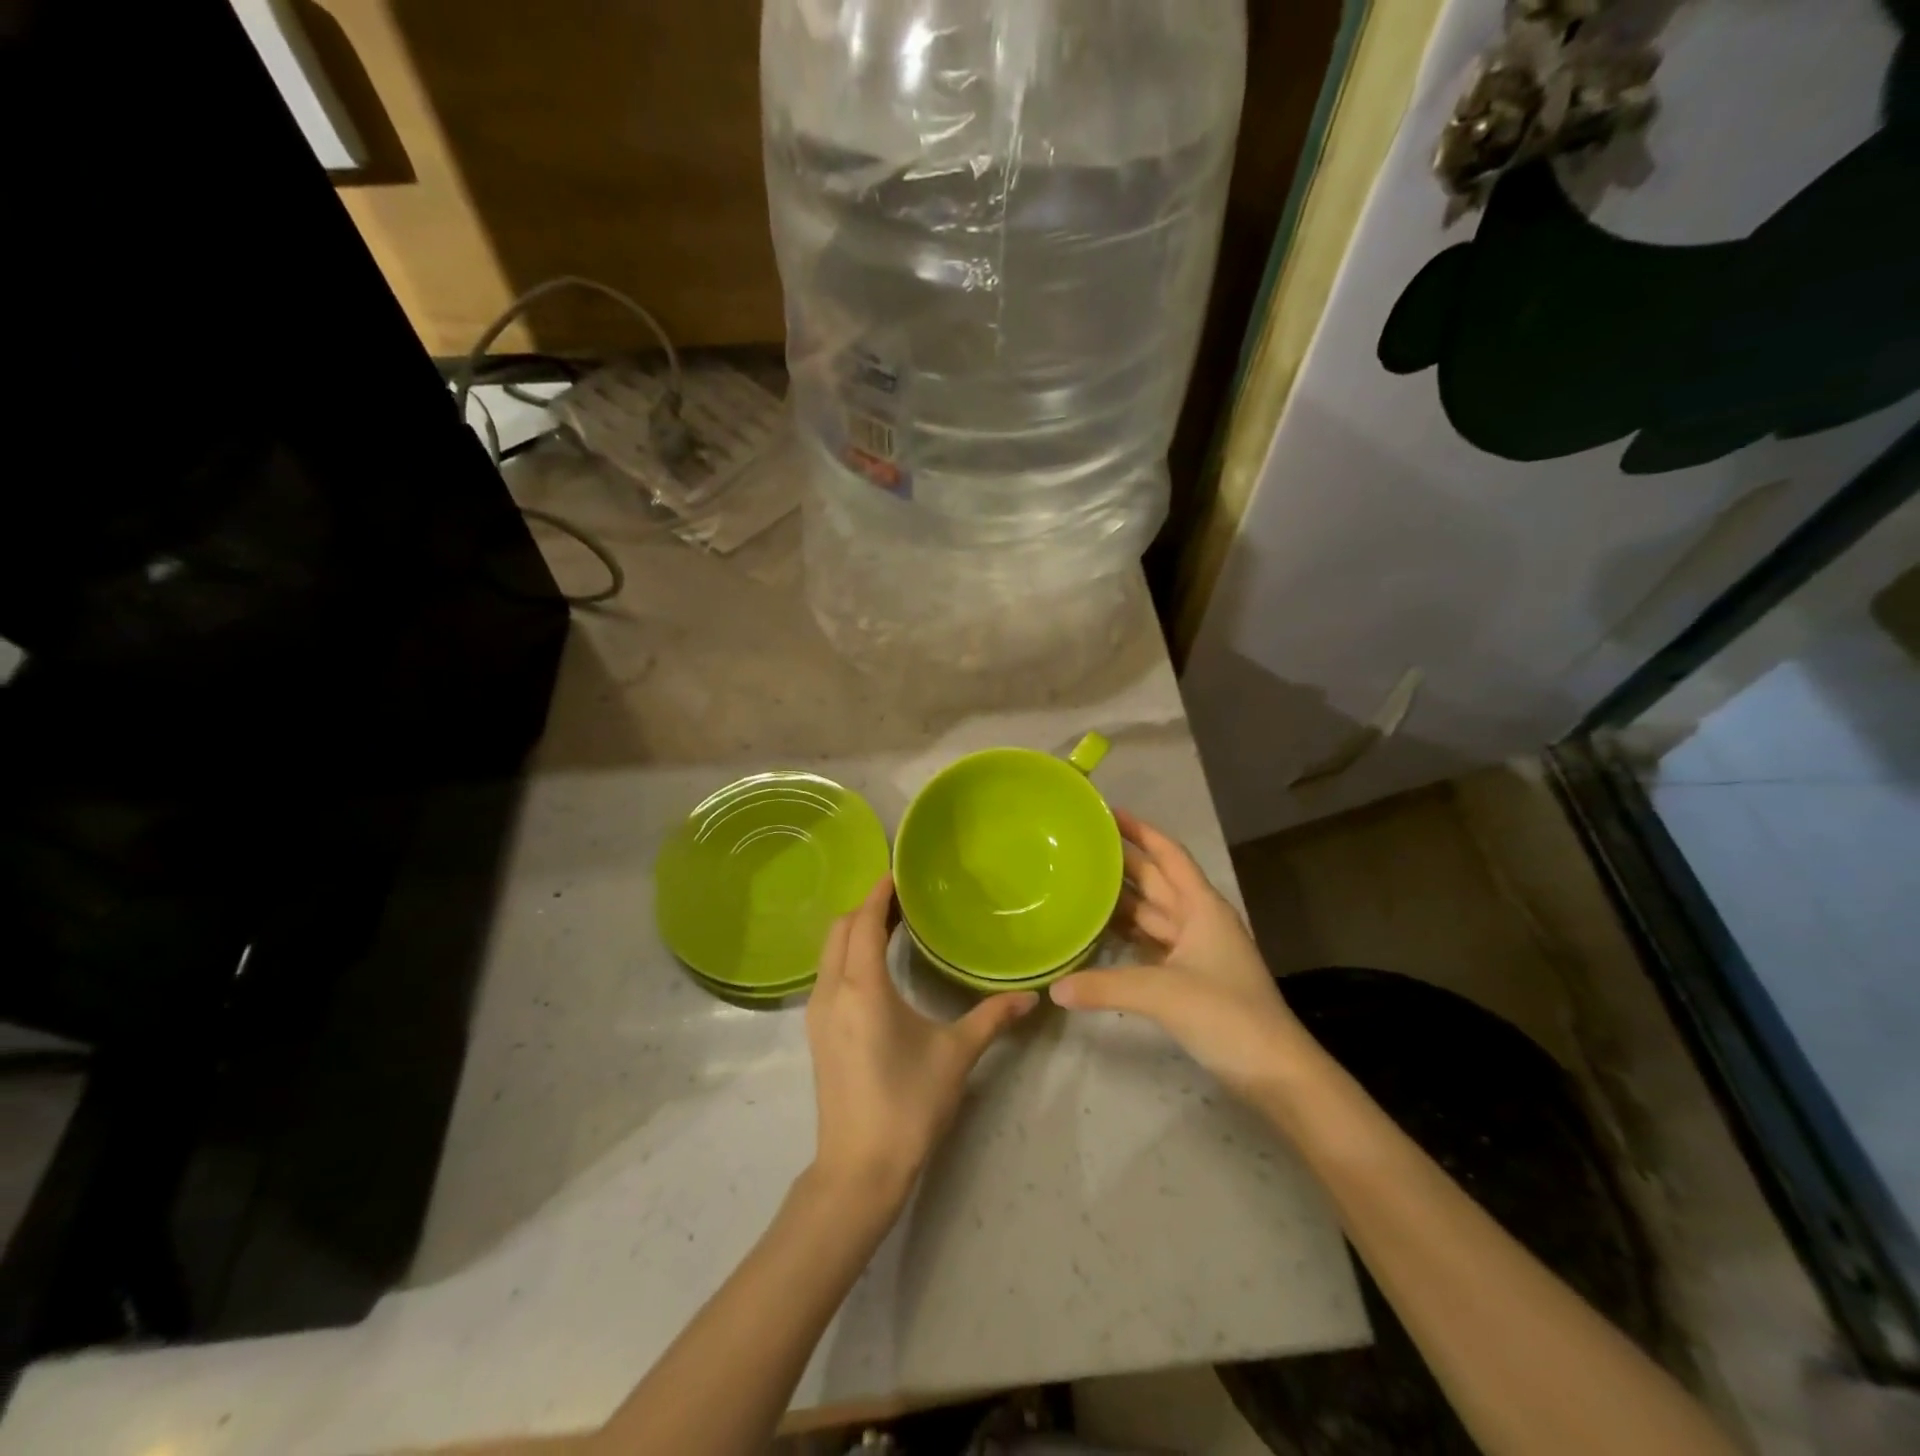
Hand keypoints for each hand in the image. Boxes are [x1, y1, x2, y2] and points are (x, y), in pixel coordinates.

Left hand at [805, 877, 1037, 1203]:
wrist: (858, 1169)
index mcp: (862, 988)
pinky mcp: (816, 1032)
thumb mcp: (955, 1055)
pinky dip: (846, 954)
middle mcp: (831, 991)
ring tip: (889, 925)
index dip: (878, 893)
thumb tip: (1031, 996)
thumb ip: (992, 1018)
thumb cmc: (908, 1104)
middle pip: (838, 929)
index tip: (897, 872)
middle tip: (900, 898)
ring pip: (828, 951)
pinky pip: (827, 973)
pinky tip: (873, 966)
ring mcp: (817, 1013)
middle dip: (864, 907)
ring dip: (852, 930)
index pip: (863, 922)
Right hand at [1051, 811, 1314, 1100]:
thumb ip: (1105, 986)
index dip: (1141, 830)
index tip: (1107, 812)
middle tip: (1081, 844)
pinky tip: (1100, 932)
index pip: (1169, 854)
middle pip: (1157, 880)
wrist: (1275, 1071)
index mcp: (1202, 907)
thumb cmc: (1226, 1015)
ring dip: (1122, 897)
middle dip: (1123, 861)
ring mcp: (1197, 950)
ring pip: (1153, 913)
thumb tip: (1054, 989)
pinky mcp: (1191, 978)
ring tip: (1081, 880)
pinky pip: (1152, 943)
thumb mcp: (1162, 993)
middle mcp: (1199, 920)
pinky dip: (1128, 934)